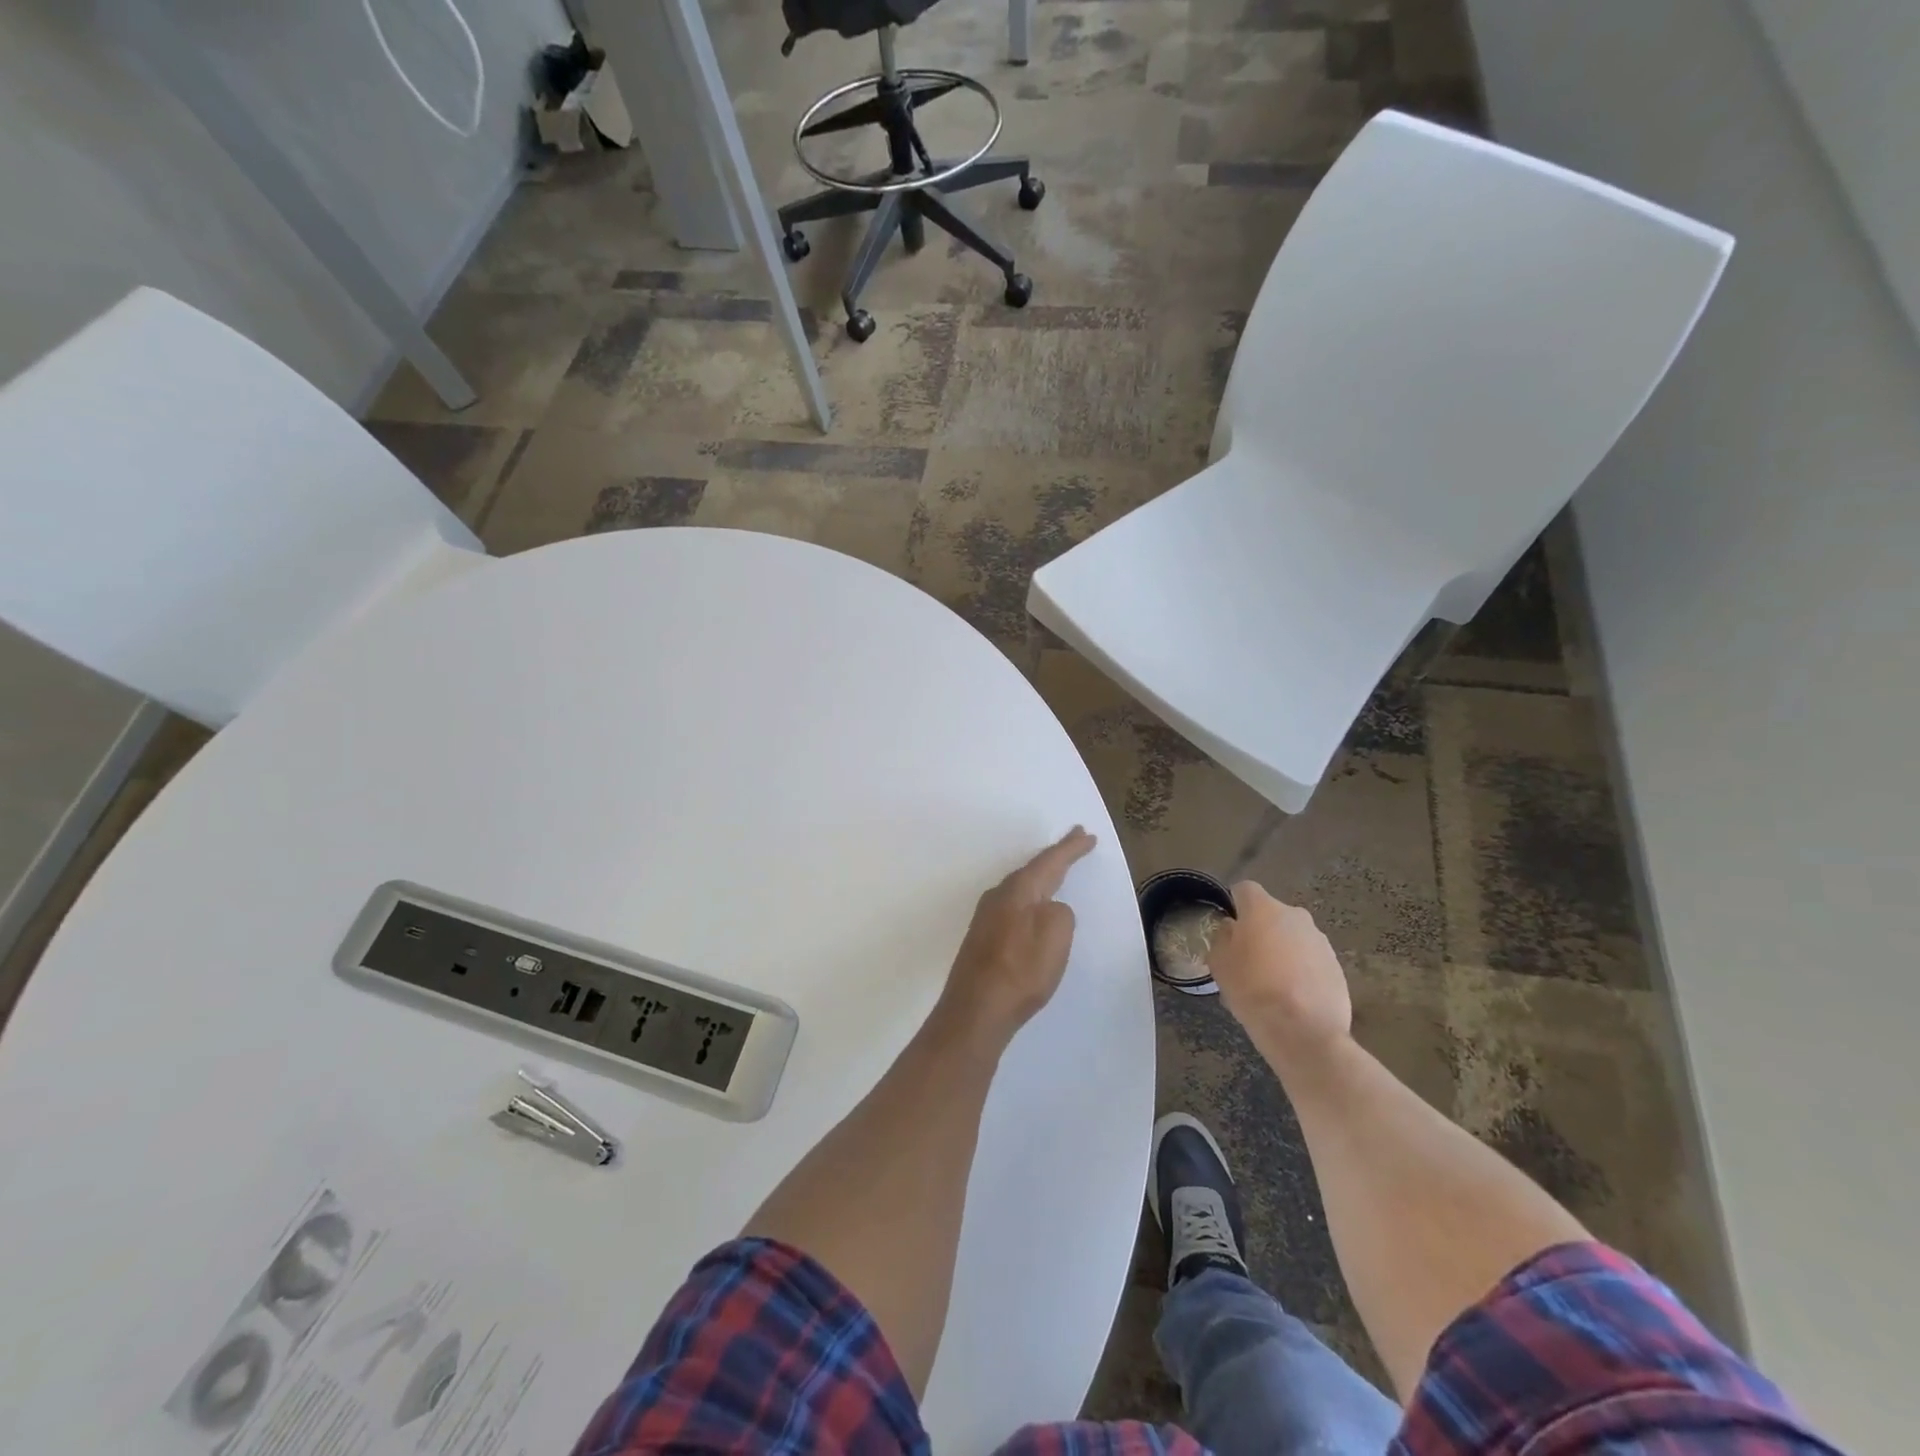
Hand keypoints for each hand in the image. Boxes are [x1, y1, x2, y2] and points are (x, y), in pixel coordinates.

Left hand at [934, 828, 1096, 1050]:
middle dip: (1055, 858)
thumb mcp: (1057, 933)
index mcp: (1018, 889)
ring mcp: (986, 917)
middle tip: (1074, 844)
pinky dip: (1029, 901)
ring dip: (1041, 879)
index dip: (1070, 848)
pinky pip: (1013, 907)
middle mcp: (998, 896)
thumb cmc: (1021, 969)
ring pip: (1020, 888)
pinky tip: (1032, 910)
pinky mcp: (983, 939)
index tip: (1086, 833)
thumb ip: (1060, 912)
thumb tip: (1050, 910)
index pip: (1050, 861)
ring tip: (1056, 871)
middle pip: (1032, 870)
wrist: (976, 1010)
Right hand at [1208, 882, 1351, 1071]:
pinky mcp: (1336, 965)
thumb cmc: (1253, 991)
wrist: (1304, 1032)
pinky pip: (1311, 959)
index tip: (1229, 928)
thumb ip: (1222, 938)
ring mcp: (1320, 940)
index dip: (1234, 905)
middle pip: (1271, 914)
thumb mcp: (1219, 964)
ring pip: (1293, 937)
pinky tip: (1292, 996)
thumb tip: (1231, 929)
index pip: (1244, 889)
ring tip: (1271, 983)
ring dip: (1282, 950)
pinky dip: (1301, 970)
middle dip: (1260, 930)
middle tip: (1248, 959)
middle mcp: (1295, 915)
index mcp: (1263, 909)